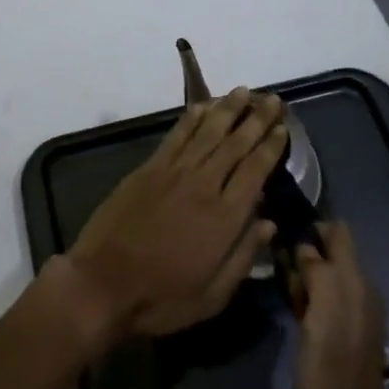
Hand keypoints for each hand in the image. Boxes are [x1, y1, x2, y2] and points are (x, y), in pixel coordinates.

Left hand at [65, 88, 285, 342]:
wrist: (105, 283)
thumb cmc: (163, 297)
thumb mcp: (213, 295)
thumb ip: (245, 256)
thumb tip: (269, 222)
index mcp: (224, 217)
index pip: (255, 171)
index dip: (271, 146)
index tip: (283, 126)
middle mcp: (203, 185)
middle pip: (235, 144)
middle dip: (256, 119)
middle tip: (272, 98)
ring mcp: (174, 172)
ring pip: (207, 132)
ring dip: (227, 109)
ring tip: (243, 91)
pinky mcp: (149, 168)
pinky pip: (177, 135)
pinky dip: (192, 118)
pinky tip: (203, 105)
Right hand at [289, 221, 388, 388]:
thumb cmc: (329, 373)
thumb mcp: (320, 315)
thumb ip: (316, 271)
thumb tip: (304, 245)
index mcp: (357, 283)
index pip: (338, 232)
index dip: (311, 224)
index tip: (281, 226)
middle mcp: (359, 291)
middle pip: (329, 252)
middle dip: (302, 250)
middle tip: (272, 258)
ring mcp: (351, 314)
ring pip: (323, 275)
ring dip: (300, 273)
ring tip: (275, 279)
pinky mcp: (340, 334)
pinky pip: (322, 299)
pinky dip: (305, 294)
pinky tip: (288, 302)